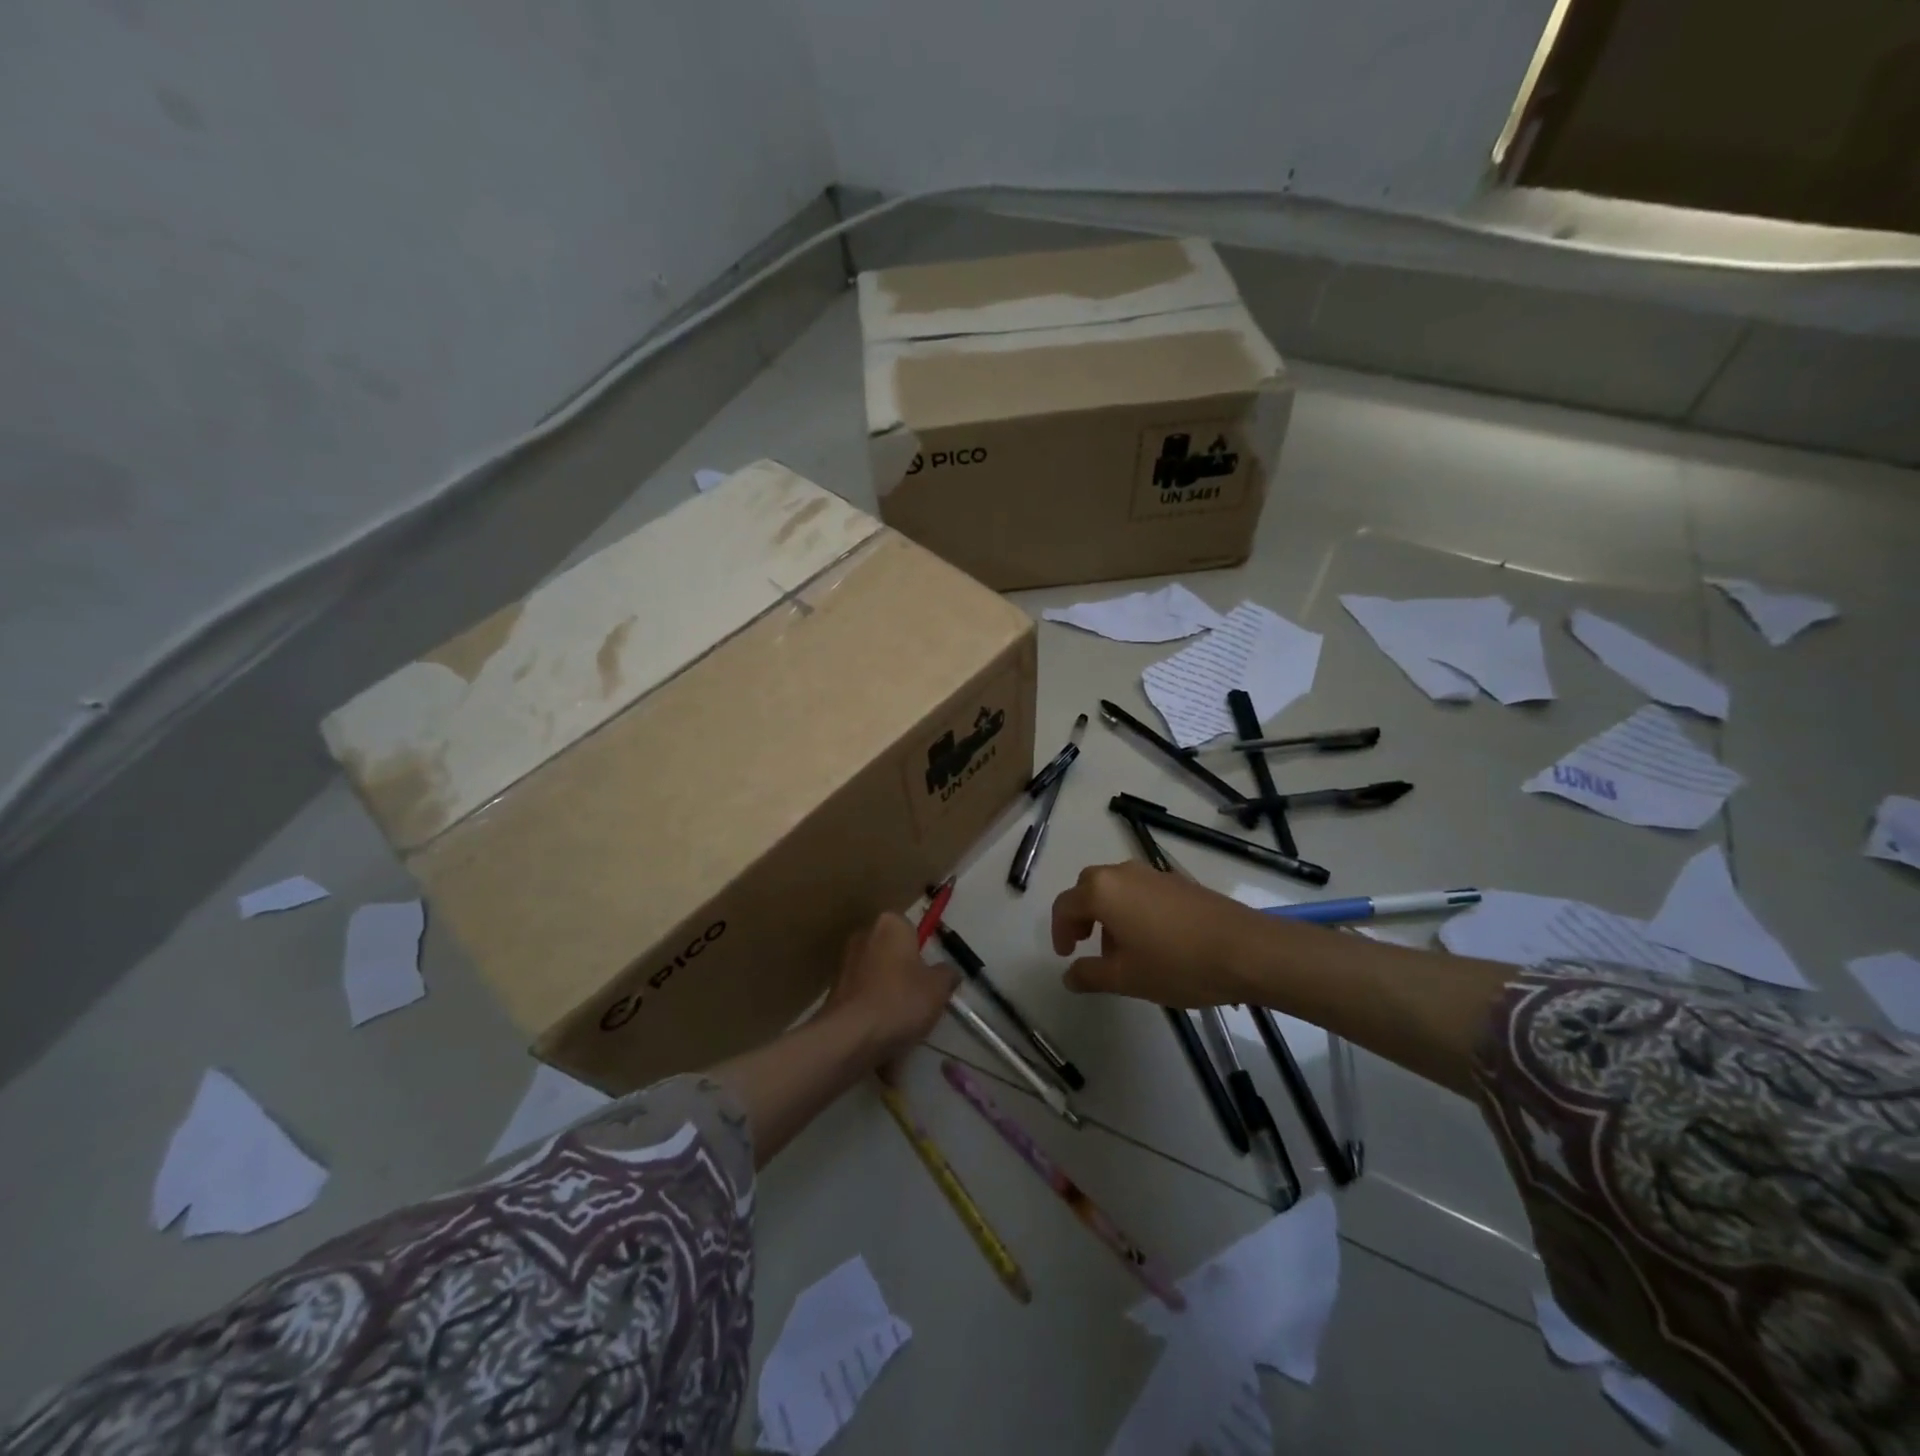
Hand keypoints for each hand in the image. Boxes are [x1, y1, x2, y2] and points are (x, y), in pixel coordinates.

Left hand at [823, 912, 957, 1065]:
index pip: (912, 931)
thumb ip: (948, 974)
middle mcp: (864, 936)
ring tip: (903, 1025)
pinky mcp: (834, 991)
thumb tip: (948, 972)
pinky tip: (883, 1035)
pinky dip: (874, 1013)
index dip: (924, 955)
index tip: (932, 979)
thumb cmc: (901, 1000)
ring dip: (890, 996)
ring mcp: (845, 963)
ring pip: (879, 979)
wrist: (850, 1036)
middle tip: (921, 1001)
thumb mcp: (939, 988)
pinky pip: (864, 999)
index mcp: (890, 924)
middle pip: (894, 954)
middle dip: (906, 975)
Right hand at [1051, 862, 1268, 1006]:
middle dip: (1081, 915)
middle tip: (1085, 944)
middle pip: (1089, 887)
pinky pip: (1141, 890)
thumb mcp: (1126, 978)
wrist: (1247, 951)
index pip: (1065, 905)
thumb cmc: (1177, 964)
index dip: (1059, 932)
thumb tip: (1069, 975)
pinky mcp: (1179, 882)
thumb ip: (1090, 975)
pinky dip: (1132, 909)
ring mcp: (1154, 874)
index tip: (1066, 956)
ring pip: (1116, 887)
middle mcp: (1124, 873)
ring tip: (1121, 950)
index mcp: (1103, 891)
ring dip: (1107, 912)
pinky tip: (1152, 941)